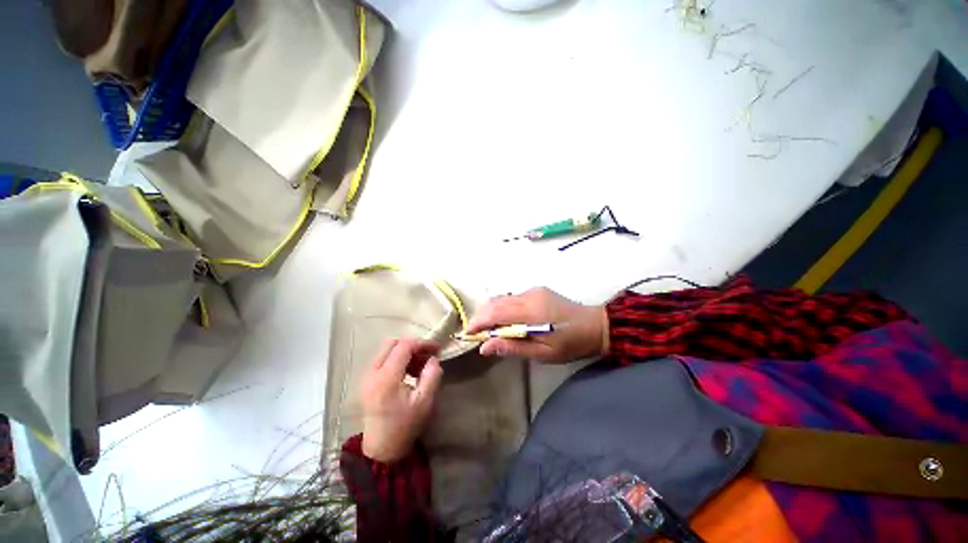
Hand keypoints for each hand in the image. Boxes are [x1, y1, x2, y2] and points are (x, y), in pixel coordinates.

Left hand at [360, 338, 442, 462]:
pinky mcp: (366, 380)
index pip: (404, 347)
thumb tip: (433, 358)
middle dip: (413, 346)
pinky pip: (383, 359)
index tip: (437, 348)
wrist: (382, 449)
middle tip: (427, 356)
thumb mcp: (425, 402)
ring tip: (420, 366)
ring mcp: (366, 376)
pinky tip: (408, 372)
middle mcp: (372, 373)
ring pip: (387, 350)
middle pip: (392, 343)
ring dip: (405, 352)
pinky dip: (398, 359)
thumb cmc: (405, 426)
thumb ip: (432, 376)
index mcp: (386, 379)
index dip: (422, 343)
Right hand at [464, 288, 608, 363]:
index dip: (478, 322)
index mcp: (531, 312)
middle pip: (495, 302)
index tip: (468, 333)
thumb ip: (512, 347)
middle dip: (480, 316)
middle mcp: (528, 296)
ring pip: (502, 298)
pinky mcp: (536, 291)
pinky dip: (502, 308)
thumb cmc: (570, 344)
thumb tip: (484, 347)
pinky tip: (504, 321)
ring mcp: (532, 291)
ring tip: (487, 329)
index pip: (495, 312)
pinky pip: (511, 298)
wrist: (595, 325)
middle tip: (476, 333)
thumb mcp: (542, 353)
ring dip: (490, 312)